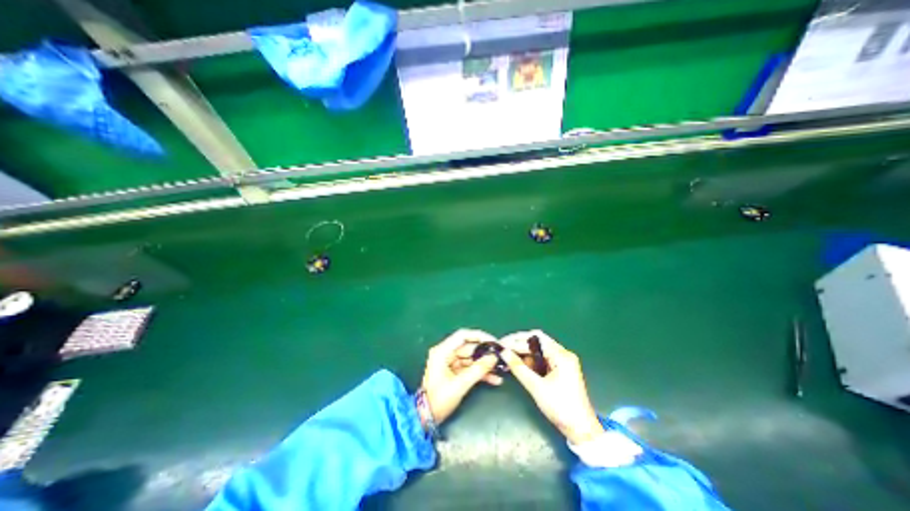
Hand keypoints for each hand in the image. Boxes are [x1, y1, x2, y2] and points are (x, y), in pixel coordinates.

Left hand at [422, 329, 499, 424]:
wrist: (425, 418)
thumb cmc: (439, 399)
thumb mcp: (460, 384)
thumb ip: (478, 370)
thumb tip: (494, 357)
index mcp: (442, 351)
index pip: (463, 336)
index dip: (479, 336)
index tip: (493, 341)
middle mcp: (446, 353)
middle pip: (468, 347)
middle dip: (485, 352)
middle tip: (500, 356)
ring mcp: (450, 362)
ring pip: (471, 358)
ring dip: (485, 364)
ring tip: (501, 369)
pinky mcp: (454, 372)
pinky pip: (469, 368)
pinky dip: (480, 373)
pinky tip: (494, 379)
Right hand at [497, 331, 601, 442]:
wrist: (581, 430)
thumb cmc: (561, 407)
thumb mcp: (537, 387)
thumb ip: (519, 368)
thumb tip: (504, 352)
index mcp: (561, 355)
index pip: (536, 338)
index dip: (518, 339)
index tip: (503, 343)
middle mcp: (562, 354)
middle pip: (537, 342)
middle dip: (519, 344)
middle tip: (502, 348)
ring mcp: (562, 362)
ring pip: (538, 351)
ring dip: (522, 352)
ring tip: (506, 355)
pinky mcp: (559, 371)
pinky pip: (541, 360)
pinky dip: (529, 361)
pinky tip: (517, 363)